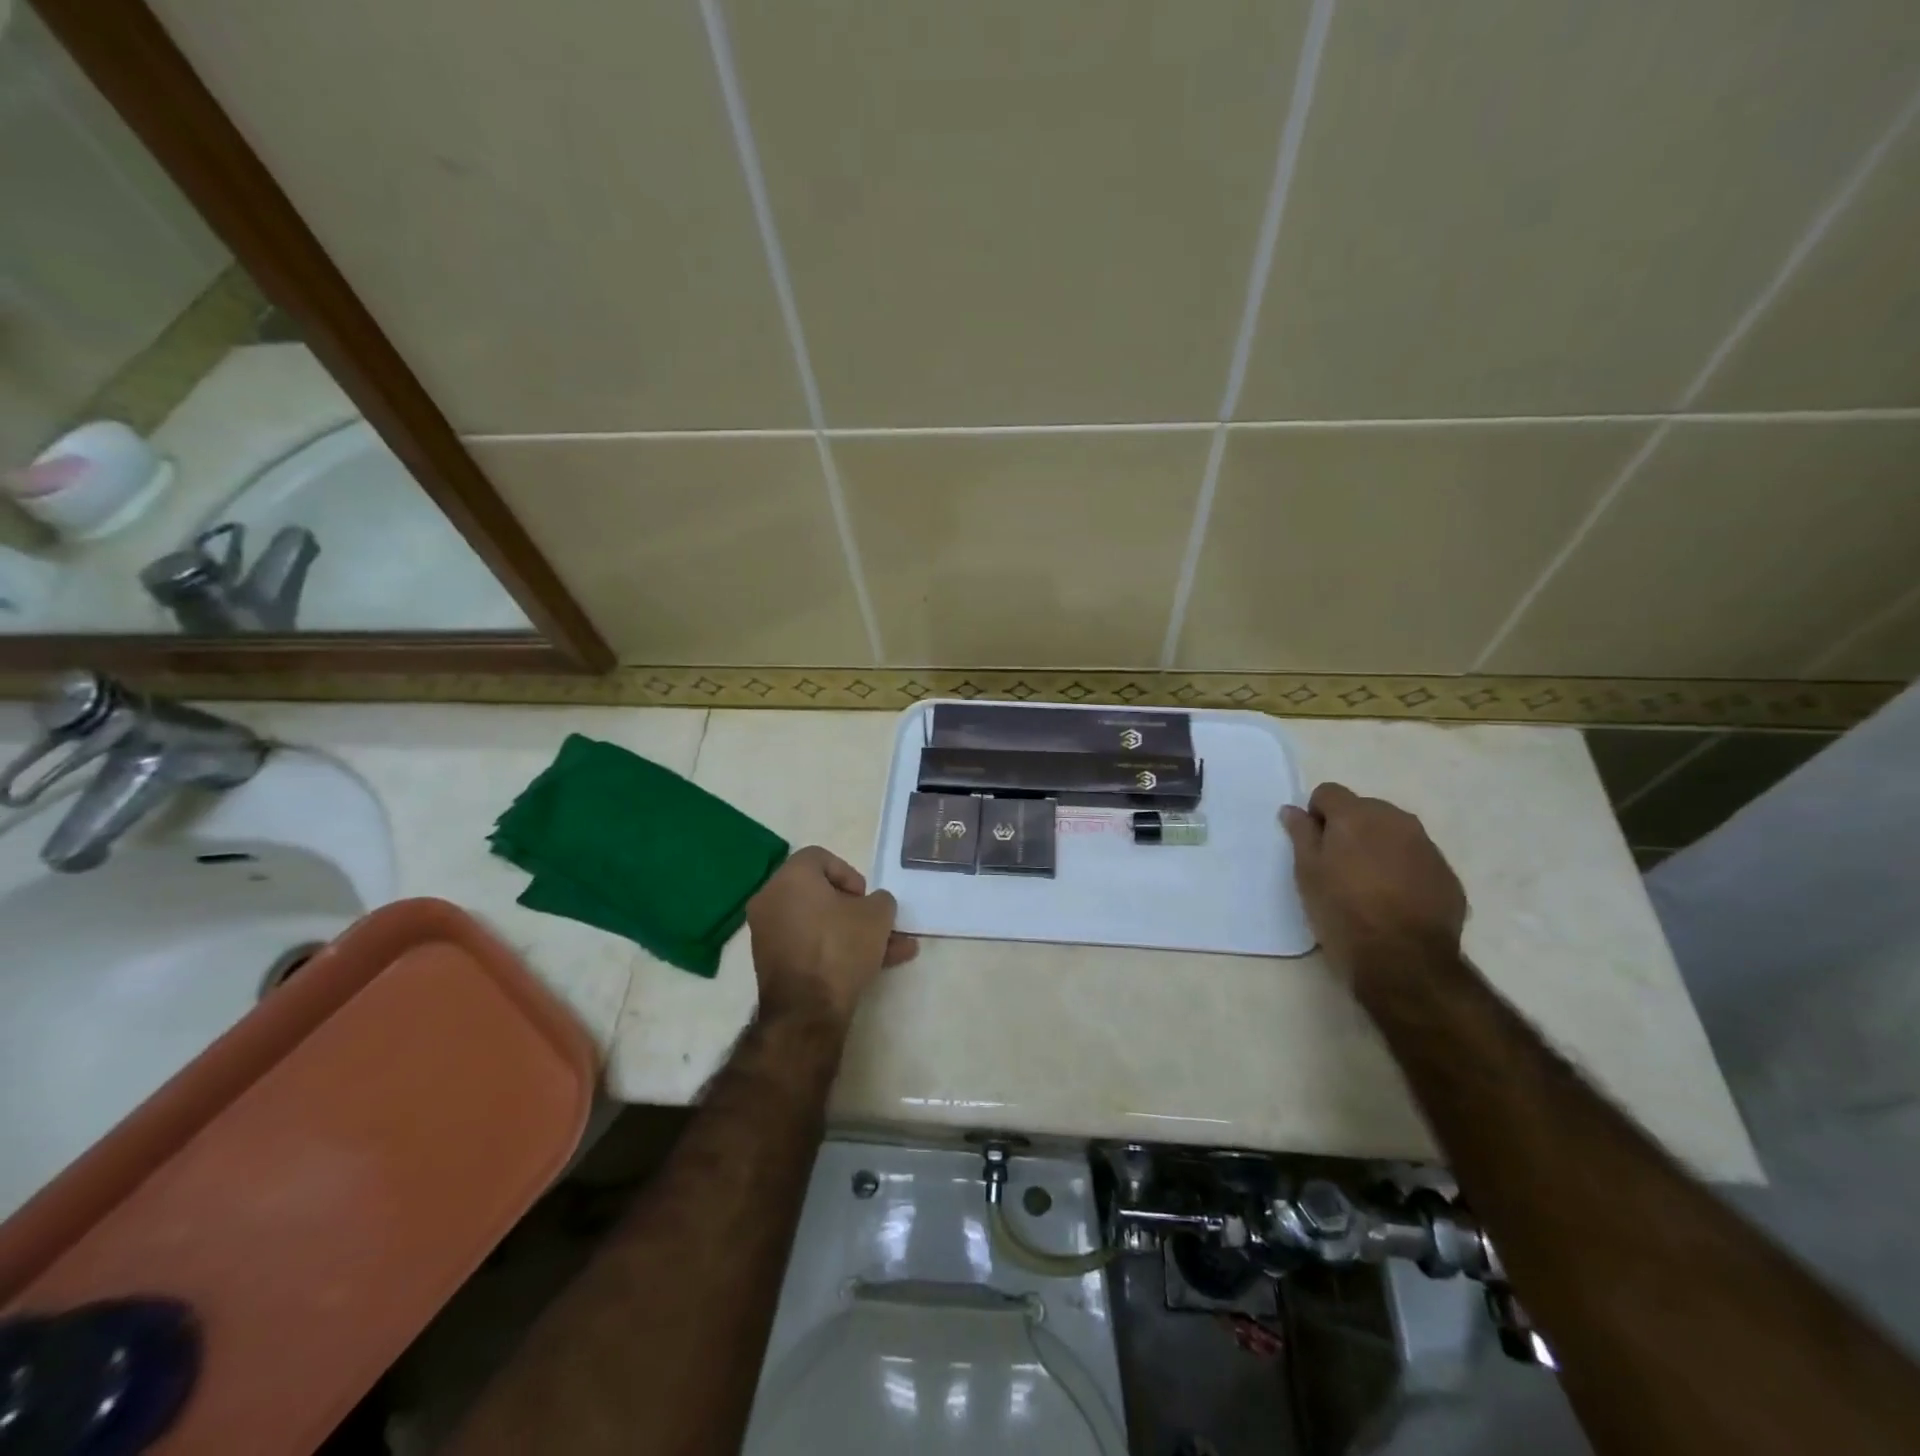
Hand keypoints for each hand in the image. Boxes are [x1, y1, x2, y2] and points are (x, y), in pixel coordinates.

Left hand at [746, 846, 918, 1026]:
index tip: (866, 898)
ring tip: (894, 950)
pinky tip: (875, 967)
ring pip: (820, 924)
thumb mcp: (877, 915)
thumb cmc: (840, 947)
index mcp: (791, 876)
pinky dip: (835, 950)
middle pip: (820, 894)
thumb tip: (874, 905)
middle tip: (878, 923)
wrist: (807, 1010)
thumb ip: (881, 900)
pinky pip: (809, 945)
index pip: (821, 857)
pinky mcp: (772, 963)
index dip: (850, 874)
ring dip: (854, 934)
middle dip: (857, 910)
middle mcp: (771, 898)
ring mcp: (768, 933)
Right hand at [1280, 783, 1466, 986]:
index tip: (1313, 845)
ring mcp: (1427, 847)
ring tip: (1367, 885)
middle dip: (1349, 828)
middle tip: (1337, 866)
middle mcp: (1396, 820)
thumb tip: (1293, 810)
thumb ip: (1301, 834)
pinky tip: (1393, 901)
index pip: (1328, 792)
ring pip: (1393, 833)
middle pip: (1364, 809)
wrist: (1404, 960)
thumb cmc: (1342, 911)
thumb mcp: (1307, 873)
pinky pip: (1416, 859)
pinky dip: (1402, 869)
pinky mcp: (1447, 875)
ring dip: (1378, 847)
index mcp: (1357, 815)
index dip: (1316, 815)